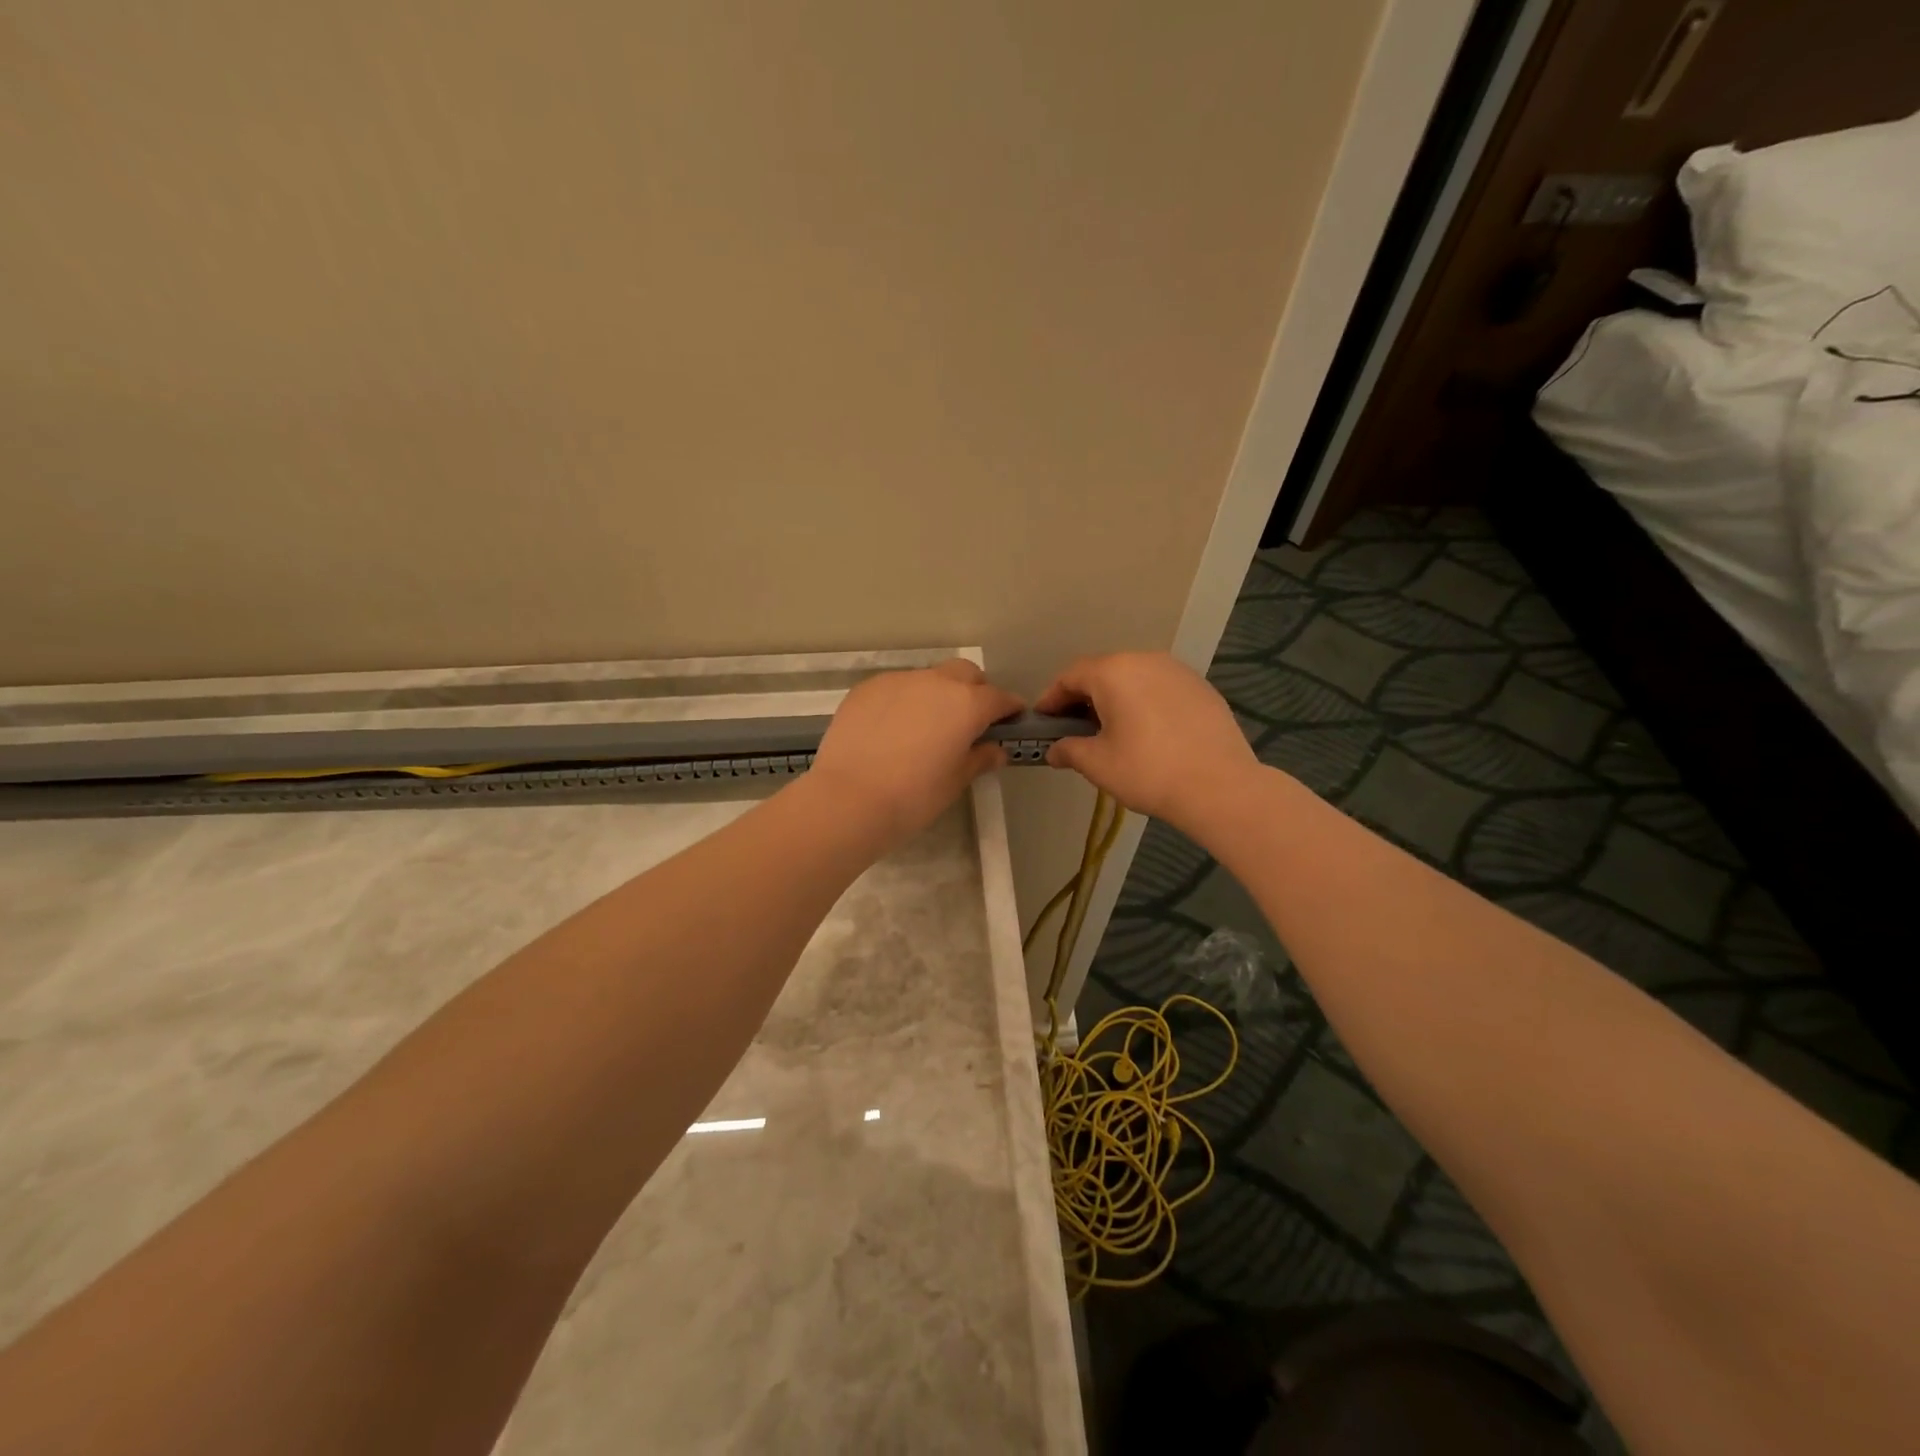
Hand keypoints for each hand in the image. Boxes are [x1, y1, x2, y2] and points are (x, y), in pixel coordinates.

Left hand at [808, 660, 1023, 847]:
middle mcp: (936, 683)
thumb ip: (979, 759)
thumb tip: (995, 750)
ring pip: (929, 679)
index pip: (999, 698)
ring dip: (937, 695)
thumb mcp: (955, 782)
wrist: (848, 799)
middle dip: (975, 691)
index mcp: (967, 704)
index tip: (1011, 722)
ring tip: (926, 727)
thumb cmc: (913, 797)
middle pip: (966, 675)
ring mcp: (899, 681)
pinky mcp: (867, 688)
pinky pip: (896, 687)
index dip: (1009, 710)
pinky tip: (893, 729)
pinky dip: (905, 701)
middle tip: (969, 722)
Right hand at [1036, 652, 1260, 828]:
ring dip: (1116, 699)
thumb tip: (1054, 750)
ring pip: (1134, 678)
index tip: (1042, 721)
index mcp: (1113, 672)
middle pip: (1103, 672)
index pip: (1070, 676)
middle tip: (1073, 728)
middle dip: (1083, 698)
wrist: (1219, 786)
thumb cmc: (1147, 771)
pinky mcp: (1201, 688)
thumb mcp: (1098, 764)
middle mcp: (1145, 660)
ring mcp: (1178, 671)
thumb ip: (1069, 750)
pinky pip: (1160, 689)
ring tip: (1110, 730)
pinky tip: (1147, 732)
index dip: (1051, 698)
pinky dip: (1144, 703)